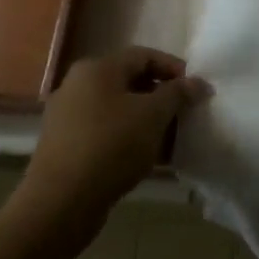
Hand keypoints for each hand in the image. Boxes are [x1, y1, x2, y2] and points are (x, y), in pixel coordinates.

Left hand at [24, 47, 211, 223]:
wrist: (61, 202)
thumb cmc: (111, 146)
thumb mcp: (153, 115)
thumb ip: (177, 94)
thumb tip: (198, 82)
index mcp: (97, 68)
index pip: (144, 56)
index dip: (174, 69)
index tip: (196, 89)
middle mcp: (78, 84)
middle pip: (130, 81)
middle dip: (161, 97)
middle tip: (185, 114)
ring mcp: (69, 116)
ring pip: (118, 109)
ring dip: (147, 120)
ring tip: (171, 139)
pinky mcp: (66, 144)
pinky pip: (105, 131)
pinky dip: (129, 137)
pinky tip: (147, 157)